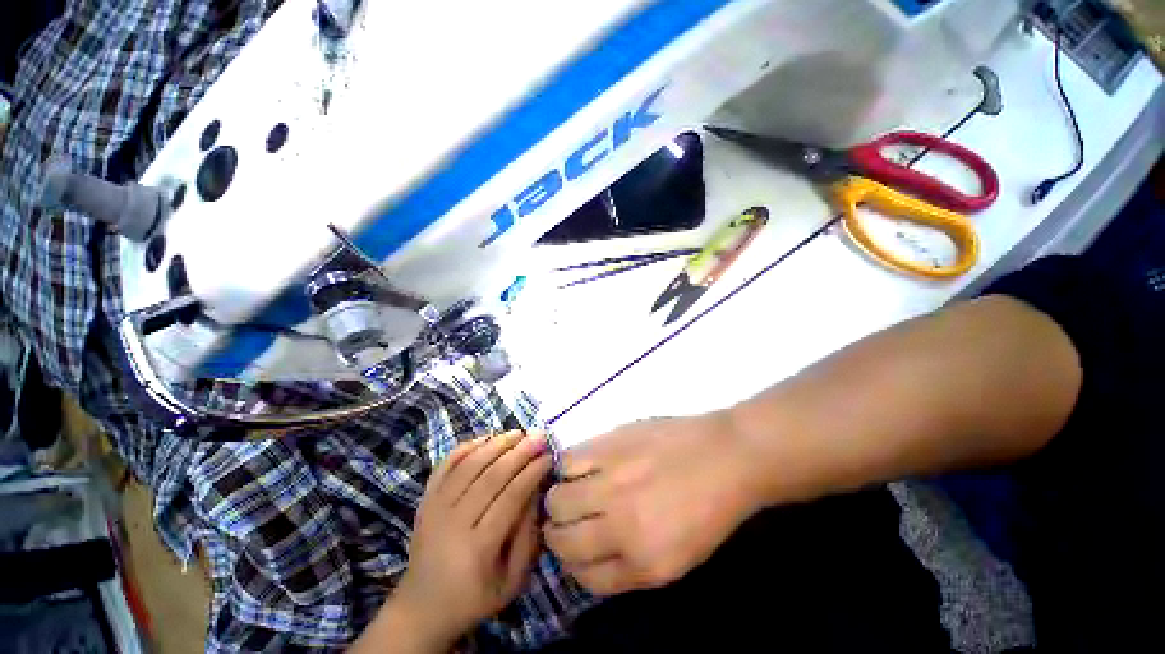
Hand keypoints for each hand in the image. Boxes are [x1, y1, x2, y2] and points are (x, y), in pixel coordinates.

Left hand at [391, 431, 551, 649]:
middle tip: (538, 436)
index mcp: (478, 549)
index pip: (510, 498)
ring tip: (517, 433)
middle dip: (519, 452)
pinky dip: (465, 447)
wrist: (422, 607)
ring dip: (496, 444)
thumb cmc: (475, 597)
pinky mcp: (424, 500)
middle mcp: (453, 523)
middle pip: (490, 476)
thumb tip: (537, 490)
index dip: (532, 473)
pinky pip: (445, 465)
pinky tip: (485, 438)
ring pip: (469, 465)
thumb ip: (528, 537)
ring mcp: (435, 508)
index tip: (549, 456)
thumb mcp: (512, 581)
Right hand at [543, 413, 759, 595]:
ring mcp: (612, 482)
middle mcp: (620, 527)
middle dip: (557, 534)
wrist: (726, 456)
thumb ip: (631, 564)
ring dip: (557, 499)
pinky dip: (565, 467)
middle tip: (565, 520)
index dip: (573, 564)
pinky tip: (578, 465)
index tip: (573, 550)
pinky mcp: (609, 445)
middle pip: (562, 540)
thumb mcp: (679, 559)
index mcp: (644, 564)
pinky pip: (567, 461)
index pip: (584, 577)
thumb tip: (590, 554)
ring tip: (569, 490)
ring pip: (557, 500)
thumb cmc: (709, 508)